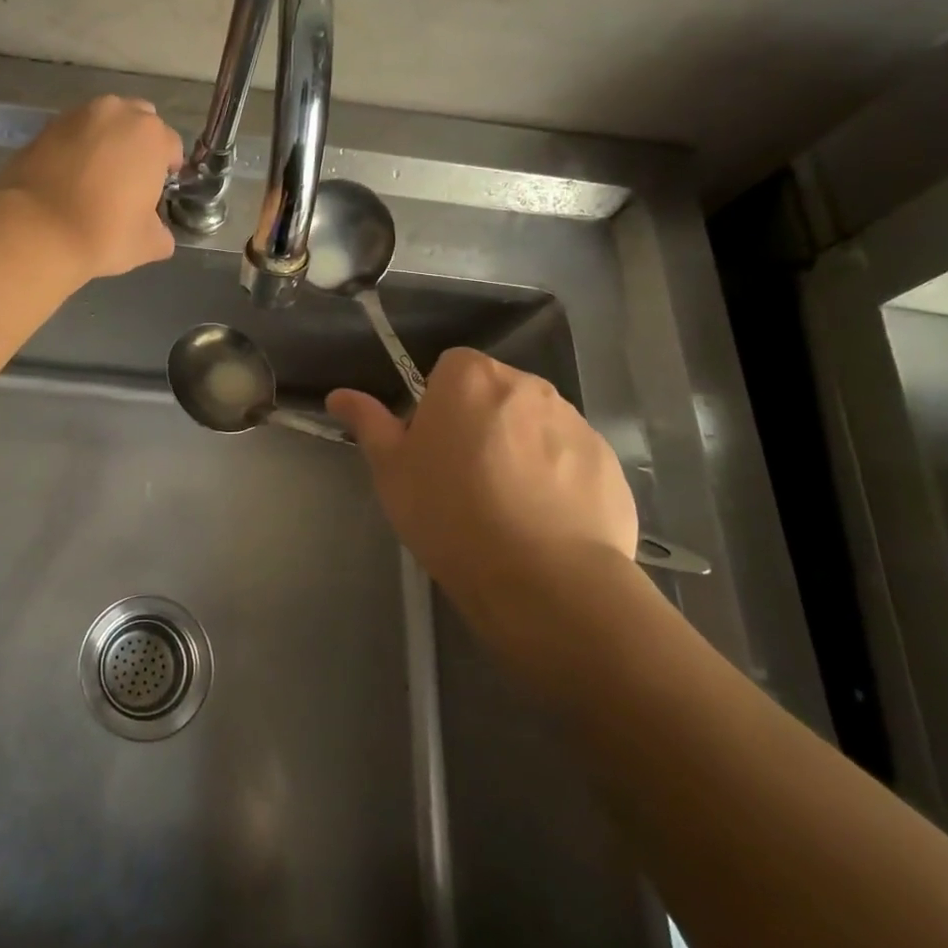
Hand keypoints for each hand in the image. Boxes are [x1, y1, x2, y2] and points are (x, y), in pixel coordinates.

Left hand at [0, 95, 183, 279]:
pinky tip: (68, 179)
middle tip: (127, 182)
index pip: (171, 146)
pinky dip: (75, 149)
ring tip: (95, 179)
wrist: (35, 231)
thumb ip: (161, 231)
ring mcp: (76, 116)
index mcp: (151, 136)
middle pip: (138, 123)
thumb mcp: (149, 244)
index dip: (167, 171)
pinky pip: (72, 134)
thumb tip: (156, 230)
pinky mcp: (44, 128)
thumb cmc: (103, 234)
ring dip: (106, 143)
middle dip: (137, 146)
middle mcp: (117, 113)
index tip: (156, 194)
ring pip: (103, 124)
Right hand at [327, 348, 641, 677]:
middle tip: (464, 480)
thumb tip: (339, 395)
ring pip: (535, 426)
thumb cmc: (449, 513)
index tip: (433, 448)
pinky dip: (557, 480)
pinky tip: (543, 524)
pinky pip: (571, 460)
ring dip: (520, 449)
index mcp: (471, 377)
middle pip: (495, 394)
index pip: (450, 369)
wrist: (542, 579)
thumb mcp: (391, 469)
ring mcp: (576, 423)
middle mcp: (529, 385)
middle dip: (481, 423)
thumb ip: (368, 422)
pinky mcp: (609, 463)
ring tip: (507, 507)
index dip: (437, 406)